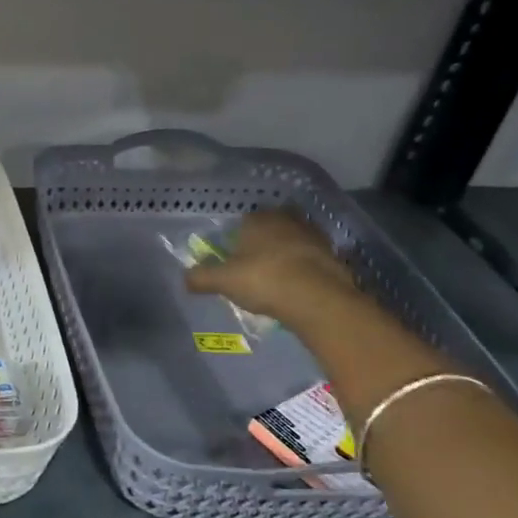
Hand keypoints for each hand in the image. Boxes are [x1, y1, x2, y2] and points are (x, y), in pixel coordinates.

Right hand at [184, 207, 356, 314]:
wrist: (317, 298)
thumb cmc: (264, 280)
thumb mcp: (223, 281)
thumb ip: (201, 278)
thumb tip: (184, 278)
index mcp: (257, 220)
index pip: (244, 220)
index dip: (238, 237)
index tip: (235, 255)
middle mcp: (286, 220)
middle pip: (272, 226)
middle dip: (265, 240)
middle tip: (256, 262)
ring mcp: (313, 236)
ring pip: (294, 239)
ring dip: (287, 252)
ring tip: (277, 275)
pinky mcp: (333, 255)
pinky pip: (312, 257)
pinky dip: (305, 266)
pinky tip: (298, 284)